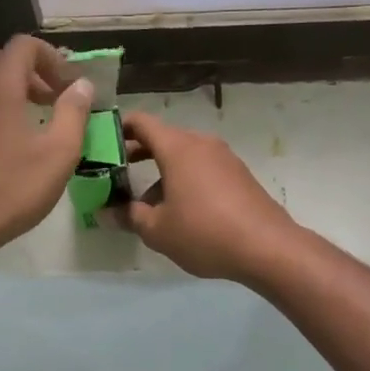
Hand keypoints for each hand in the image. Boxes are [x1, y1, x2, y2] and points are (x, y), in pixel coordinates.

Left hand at [0, 35, 92, 262]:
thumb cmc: (9, 189)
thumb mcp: (58, 153)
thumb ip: (74, 112)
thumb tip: (83, 85)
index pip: (24, 45)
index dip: (52, 57)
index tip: (70, 85)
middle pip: (0, 58)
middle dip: (30, 71)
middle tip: (53, 99)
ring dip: (10, 90)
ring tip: (34, 122)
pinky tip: (7, 145)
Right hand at [122, 111, 303, 282]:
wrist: (268, 247)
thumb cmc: (204, 232)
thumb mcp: (158, 230)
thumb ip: (129, 216)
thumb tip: (106, 213)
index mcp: (178, 147)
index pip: (141, 122)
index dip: (118, 128)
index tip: (100, 143)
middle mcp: (201, 143)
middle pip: (162, 138)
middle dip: (136, 153)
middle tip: (115, 174)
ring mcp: (223, 157)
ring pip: (183, 155)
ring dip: (160, 172)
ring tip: (146, 203)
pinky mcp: (238, 174)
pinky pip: (202, 168)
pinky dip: (184, 179)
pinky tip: (179, 210)